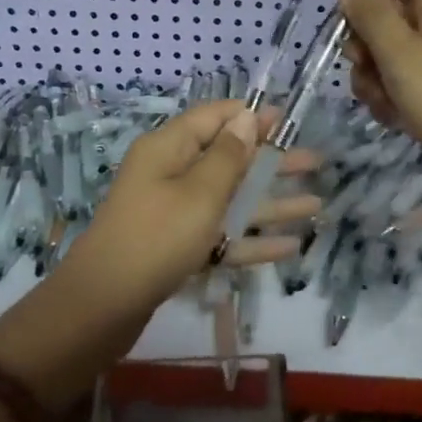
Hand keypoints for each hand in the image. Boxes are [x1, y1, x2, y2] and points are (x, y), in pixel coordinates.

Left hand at [69, 101, 320, 316]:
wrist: (103, 305)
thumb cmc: (157, 237)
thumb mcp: (200, 192)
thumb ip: (228, 155)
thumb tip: (247, 117)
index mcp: (169, 148)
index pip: (215, 118)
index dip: (252, 117)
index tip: (289, 121)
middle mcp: (170, 174)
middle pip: (229, 160)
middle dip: (272, 162)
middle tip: (316, 163)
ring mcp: (173, 213)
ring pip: (230, 201)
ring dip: (271, 203)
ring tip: (317, 206)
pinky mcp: (177, 248)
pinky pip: (220, 236)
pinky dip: (251, 240)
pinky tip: (289, 248)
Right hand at [337, 0, 421, 190]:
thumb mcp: (400, 53)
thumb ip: (370, 12)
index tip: (348, 16)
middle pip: (387, 12)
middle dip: (364, 41)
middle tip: (365, 67)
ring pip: (386, 52)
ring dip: (372, 76)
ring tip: (384, 102)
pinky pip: (398, 81)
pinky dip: (389, 96)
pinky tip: (393, 118)